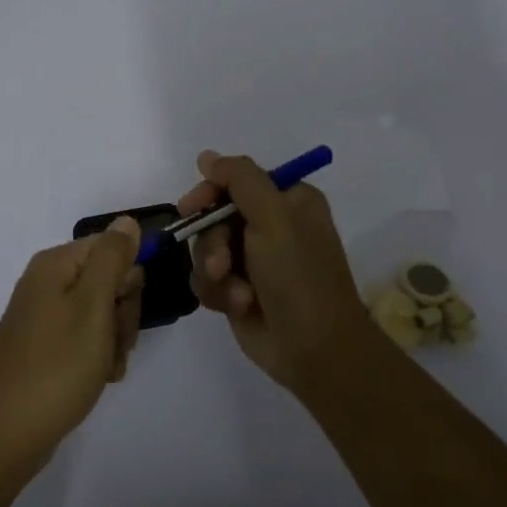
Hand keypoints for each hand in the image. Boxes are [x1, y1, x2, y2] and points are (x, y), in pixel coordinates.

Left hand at [0, 217, 144, 472]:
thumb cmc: (57, 365)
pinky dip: (98, 357)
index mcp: (56, 265)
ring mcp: (45, 317)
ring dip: (114, 340)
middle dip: (122, 313)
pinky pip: (85, 339)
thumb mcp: (93, 305)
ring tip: (104, 368)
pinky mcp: (45, 346)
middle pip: (108, 280)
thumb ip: (112, 258)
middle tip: (115, 343)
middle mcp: (47, 283)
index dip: (128, 279)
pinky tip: (98, 378)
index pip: (112, 249)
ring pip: (102, 313)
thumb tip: (127, 221)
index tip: (124, 309)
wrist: (7, 434)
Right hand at [181, 150, 371, 390]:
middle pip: (215, 216)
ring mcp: (253, 260)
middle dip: (213, 242)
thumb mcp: (274, 217)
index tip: (191, 206)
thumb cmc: (299, 277)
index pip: (237, 179)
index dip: (210, 191)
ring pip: (206, 249)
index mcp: (288, 200)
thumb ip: (240, 179)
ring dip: (215, 272)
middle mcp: (270, 225)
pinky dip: (217, 292)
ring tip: (236, 294)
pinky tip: (235, 306)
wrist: (315, 350)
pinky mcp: (238, 289)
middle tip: (221, 264)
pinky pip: (207, 278)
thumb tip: (207, 156)